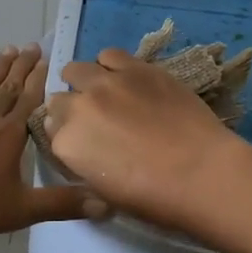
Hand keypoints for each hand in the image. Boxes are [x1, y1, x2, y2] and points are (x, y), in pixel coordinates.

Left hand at [0, 45, 105, 242]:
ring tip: (8, 49)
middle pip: (9, 85)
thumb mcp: (19, 210)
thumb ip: (61, 205)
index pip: (31, 99)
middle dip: (23, 65)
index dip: (41, 79)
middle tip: (33, 45)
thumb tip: (107, 205)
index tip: (49, 58)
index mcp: (10, 134)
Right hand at [43, 48, 249, 230]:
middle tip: (95, 120)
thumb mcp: (104, 191)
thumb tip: (83, 146)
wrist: (201, 171)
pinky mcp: (136, 67)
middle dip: (71, 108)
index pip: (51, 131)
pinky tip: (125, 77)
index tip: (82, 141)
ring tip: (104, 92)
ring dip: (85, 81)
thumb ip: (83, 163)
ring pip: (77, 70)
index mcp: (67, 143)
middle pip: (59, 99)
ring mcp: (107, 82)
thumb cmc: (153, 197)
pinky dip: (110, 66)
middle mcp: (79, 107)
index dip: (66, 135)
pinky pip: (110, 55)